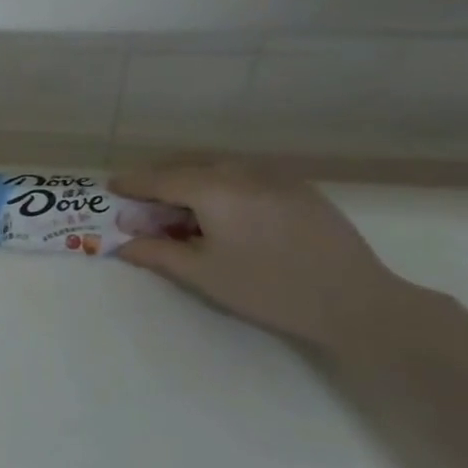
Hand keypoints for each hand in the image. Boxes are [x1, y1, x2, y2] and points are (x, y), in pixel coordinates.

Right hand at [111, 162, 408, 352]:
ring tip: (180, 211)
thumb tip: (122, 244)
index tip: (111, 188)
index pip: (161, 179)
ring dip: (191, 183)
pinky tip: (223, 215)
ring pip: (219, 170)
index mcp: (215, 189)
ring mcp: (276, 177)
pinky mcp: (299, 189)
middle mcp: (243, 172)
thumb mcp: (203, 275)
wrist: (355, 301)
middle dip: (161, 182)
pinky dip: (222, 187)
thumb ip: (157, 253)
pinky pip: (246, 178)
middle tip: (143, 205)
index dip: (133, 184)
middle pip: (189, 167)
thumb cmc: (267, 289)